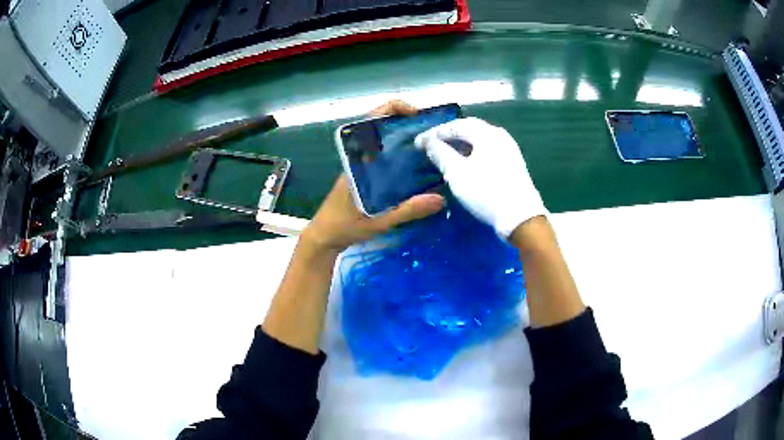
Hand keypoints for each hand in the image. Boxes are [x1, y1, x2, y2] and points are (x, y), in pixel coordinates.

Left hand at [302, 100, 443, 252]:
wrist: (324, 237)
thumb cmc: (343, 226)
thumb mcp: (377, 222)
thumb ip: (406, 211)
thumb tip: (439, 199)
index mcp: (358, 159)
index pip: (372, 121)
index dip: (394, 109)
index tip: (418, 114)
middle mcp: (361, 157)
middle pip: (383, 127)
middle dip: (409, 122)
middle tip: (436, 131)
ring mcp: (364, 165)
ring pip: (387, 142)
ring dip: (408, 137)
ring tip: (435, 144)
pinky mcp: (368, 176)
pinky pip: (387, 157)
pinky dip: (404, 154)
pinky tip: (423, 166)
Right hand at [414, 117, 547, 238]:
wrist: (520, 217)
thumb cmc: (486, 192)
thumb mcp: (457, 174)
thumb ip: (441, 154)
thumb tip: (429, 142)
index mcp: (486, 134)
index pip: (455, 125)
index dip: (435, 133)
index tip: (418, 143)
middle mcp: (500, 135)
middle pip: (470, 128)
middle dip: (449, 135)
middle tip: (432, 143)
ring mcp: (510, 149)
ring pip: (480, 140)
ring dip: (462, 144)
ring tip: (446, 153)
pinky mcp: (514, 163)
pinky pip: (489, 150)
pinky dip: (474, 152)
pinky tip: (466, 162)